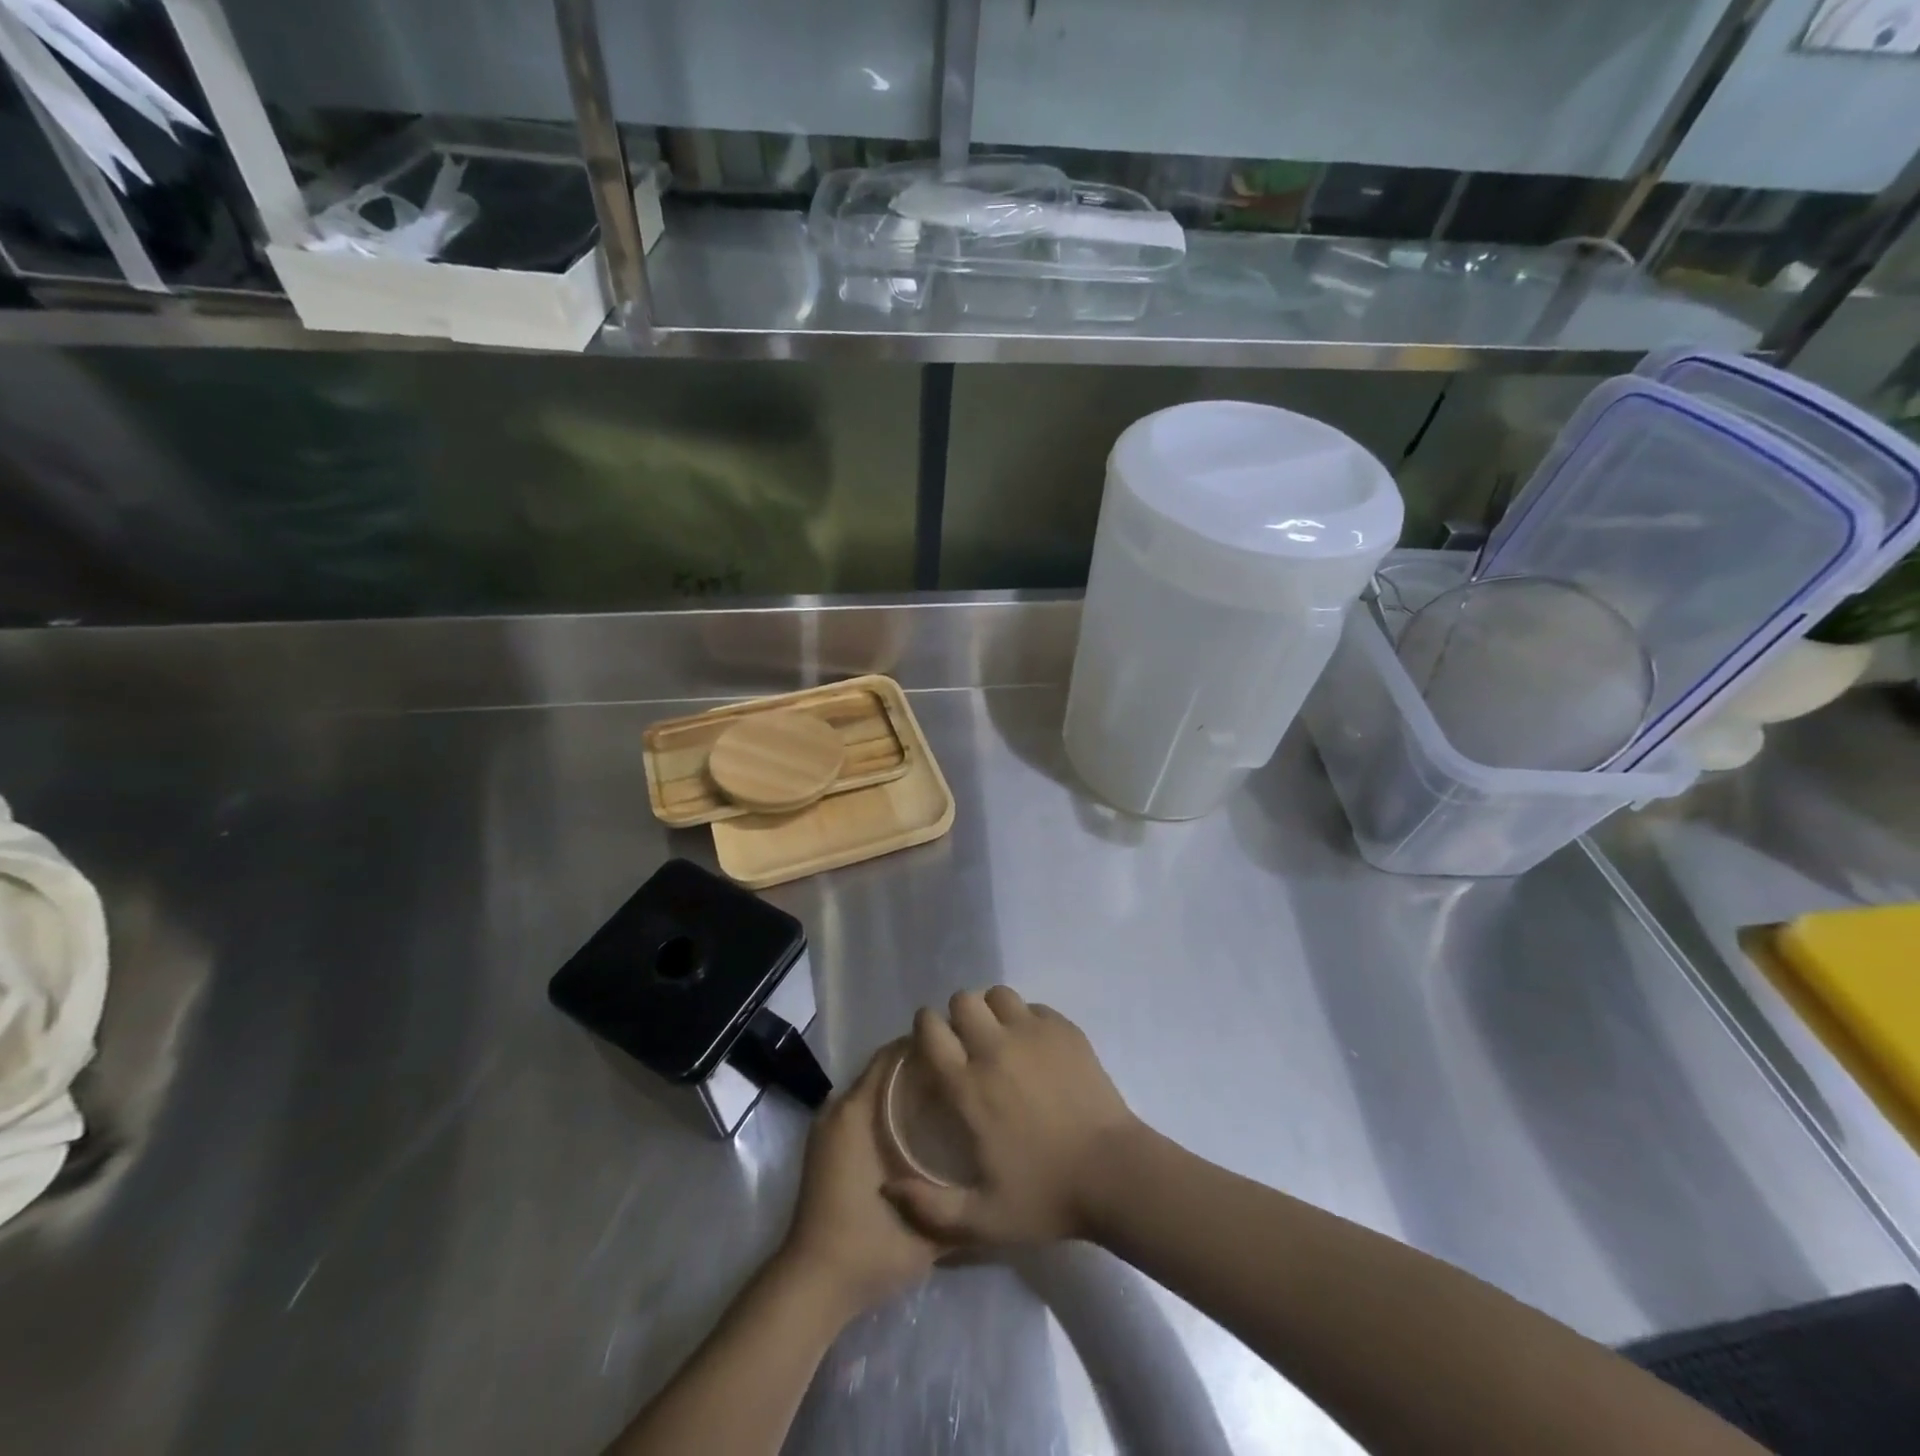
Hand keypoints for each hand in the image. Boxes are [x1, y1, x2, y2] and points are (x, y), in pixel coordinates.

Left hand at [778, 1043, 942, 1318]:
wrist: (813, 1287)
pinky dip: (888, 1105)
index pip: (892, 1056)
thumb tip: (996, 1170)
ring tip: (948, 1092)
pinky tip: (920, 1124)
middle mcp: (839, 1109)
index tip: (962, 1050)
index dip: (927, 1046)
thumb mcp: (925, 1223)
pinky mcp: (828, 1147)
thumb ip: (960, 1196)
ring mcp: (830, 1128)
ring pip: (873, 1089)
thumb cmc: (867, 1247)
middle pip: (884, 1069)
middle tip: (962, 1071)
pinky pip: (863, 1108)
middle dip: (920, 1065)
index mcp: (856, 1112)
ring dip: (904, 1086)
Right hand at [884, 987, 1139, 1247]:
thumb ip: (929, 1209)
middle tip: (967, 1042)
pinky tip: (1035, 1046)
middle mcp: (995, 1049)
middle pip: (963, 1000)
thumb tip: (888, 1189)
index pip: (931, 1031)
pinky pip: (1034, 1007)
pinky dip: (1027, 1019)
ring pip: (998, 994)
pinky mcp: (1065, 1030)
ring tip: (1000, 1036)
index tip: (931, 1042)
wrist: (1114, 1174)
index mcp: (969, 1086)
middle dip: (958, 1015)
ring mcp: (1033, 1034)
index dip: (926, 1029)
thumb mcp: (982, 1220)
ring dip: (992, 1010)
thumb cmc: (1046, 1195)